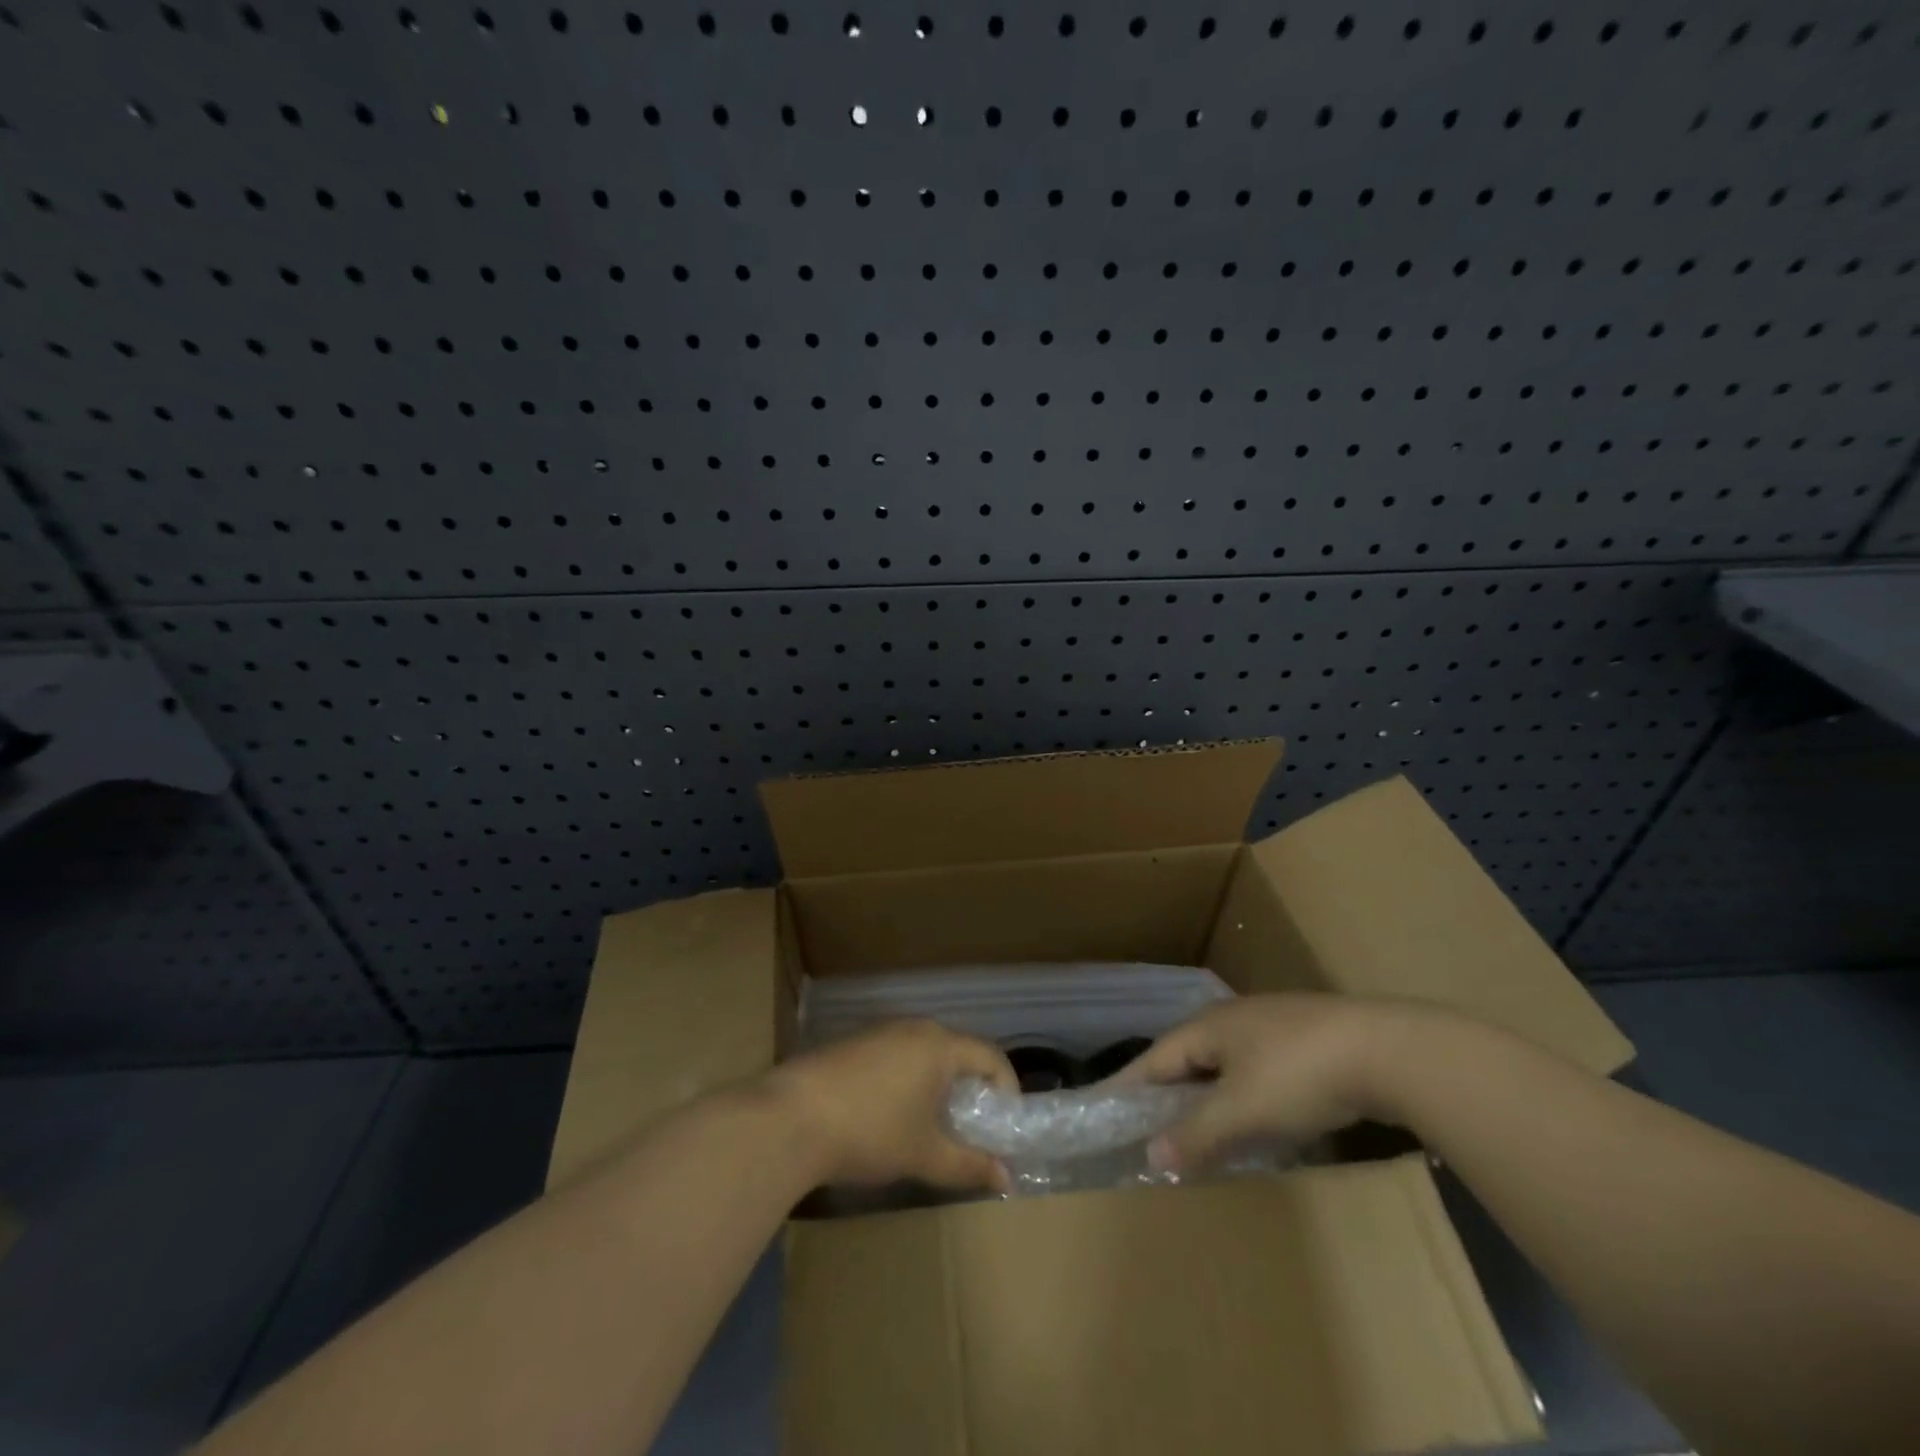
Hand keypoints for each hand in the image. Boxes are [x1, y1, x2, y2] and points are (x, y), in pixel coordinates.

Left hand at [765, 1020, 1018, 1193]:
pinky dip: (908, 1080)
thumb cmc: (870, 1131)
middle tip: (971, 1130)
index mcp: (940, 1045)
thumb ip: (969, 1166)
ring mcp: (880, 1031)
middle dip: (972, 1089)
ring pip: (926, 1053)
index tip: (1004, 1128)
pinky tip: (890, 1114)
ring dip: (938, 1085)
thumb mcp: (924, 1154)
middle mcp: (914, 1027)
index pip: (991, 1056)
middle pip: (959, 1051)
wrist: (790, 1117)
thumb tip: (1006, 1180)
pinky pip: (897, 1054)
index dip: (1007, 1090)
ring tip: (932, 1126)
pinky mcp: (853, 1043)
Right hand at [1113, 994, 1405, 1174]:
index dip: (1127, 1086)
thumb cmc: (1299, 1076)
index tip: (1101, 1108)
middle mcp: (1230, 1019)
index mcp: (1206, 1028)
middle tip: (1145, 1127)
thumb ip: (1195, 1134)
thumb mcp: (1242, 1110)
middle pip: (1185, 1058)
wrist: (1387, 1050)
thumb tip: (1150, 1155)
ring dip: (1204, 1095)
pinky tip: (1251, 1116)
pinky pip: (1253, 1068)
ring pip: (1221, 1063)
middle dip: (1165, 1092)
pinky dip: (1239, 1094)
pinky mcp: (1303, 1039)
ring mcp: (1268, 1025)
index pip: (1152, 1060)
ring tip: (1194, 1128)